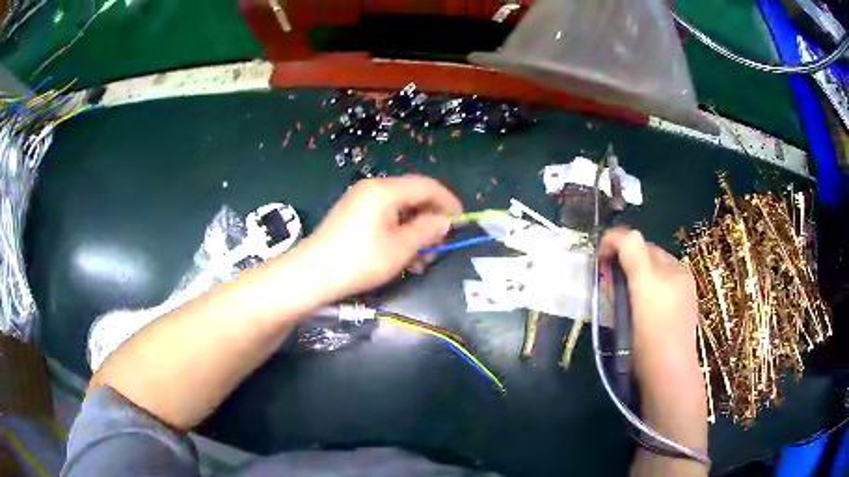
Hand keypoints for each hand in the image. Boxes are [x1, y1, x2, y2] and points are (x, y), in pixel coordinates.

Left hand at [294, 175, 461, 302]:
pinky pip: (384, 216)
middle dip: (430, 219)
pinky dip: (398, 231)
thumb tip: (445, 221)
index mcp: (385, 190)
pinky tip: (402, 253)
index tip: (462, 221)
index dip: (448, 201)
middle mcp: (372, 188)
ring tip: (422, 256)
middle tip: (440, 244)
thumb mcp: (400, 248)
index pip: (427, 186)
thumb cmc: (359, 261)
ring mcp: (359, 200)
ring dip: (415, 229)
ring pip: (399, 208)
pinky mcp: (352, 214)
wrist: (312, 275)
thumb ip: (427, 230)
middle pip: (412, 195)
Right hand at [599, 228, 700, 383]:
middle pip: (645, 258)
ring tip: (618, 295)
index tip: (597, 259)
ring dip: (632, 276)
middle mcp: (678, 276)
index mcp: (671, 268)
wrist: (668, 375)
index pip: (639, 242)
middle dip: (624, 261)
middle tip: (605, 278)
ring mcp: (680, 296)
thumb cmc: (654, 334)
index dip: (616, 243)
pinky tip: (637, 310)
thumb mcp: (644, 287)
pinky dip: (642, 291)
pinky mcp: (677, 315)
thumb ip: (633, 253)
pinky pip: (656, 292)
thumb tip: (619, 236)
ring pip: (649, 275)